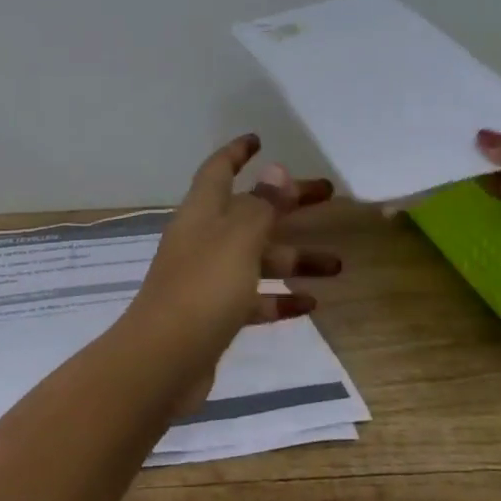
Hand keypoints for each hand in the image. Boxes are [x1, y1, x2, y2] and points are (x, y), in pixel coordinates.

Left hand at [127, 134, 340, 410]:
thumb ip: (261, 205)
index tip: (259, 139)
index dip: (237, 152)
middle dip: (288, 203)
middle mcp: (204, 239)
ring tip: (337, 265)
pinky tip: (310, 304)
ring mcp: (208, 278)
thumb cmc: (203, 288)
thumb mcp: (239, 239)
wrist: (163, 361)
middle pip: (251, 212)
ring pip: (258, 258)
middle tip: (328, 195)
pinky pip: (254, 298)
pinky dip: (280, 298)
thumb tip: (276, 169)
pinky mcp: (214, 315)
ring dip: (295, 258)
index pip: (219, 170)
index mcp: (202, 213)